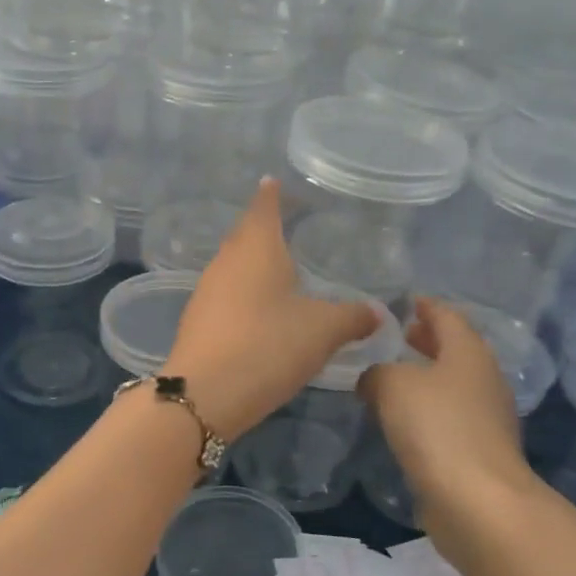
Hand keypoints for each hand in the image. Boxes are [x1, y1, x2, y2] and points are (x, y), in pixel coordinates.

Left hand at [164, 180, 378, 439]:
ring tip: (277, 270)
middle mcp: (226, 262)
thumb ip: (353, 317)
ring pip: (233, 267)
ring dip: (253, 265)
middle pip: (245, 235)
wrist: (205, 394)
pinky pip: (225, 295)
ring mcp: (206, 291)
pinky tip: (259, 312)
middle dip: (263, 229)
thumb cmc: (268, 345)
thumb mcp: (322, 331)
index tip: (273, 181)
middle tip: (286, 227)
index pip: (264, 207)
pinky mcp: (197, 321)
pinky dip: (243, 294)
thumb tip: (378, 312)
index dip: (272, 195)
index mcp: (256, 248)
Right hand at [358, 297, 539, 542]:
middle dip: (426, 340)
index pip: (447, 316)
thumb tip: (374, 378)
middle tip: (397, 335)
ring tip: (391, 377)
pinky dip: (427, 410)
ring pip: (451, 385)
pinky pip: (448, 418)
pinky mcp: (477, 452)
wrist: (478, 501)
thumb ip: (377, 372)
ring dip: (425, 377)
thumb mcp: (393, 385)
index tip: (405, 301)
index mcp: (468, 353)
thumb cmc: (437, 428)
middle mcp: (483, 379)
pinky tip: (402, 420)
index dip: (425, 306)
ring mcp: (485, 418)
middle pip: (454, 350)